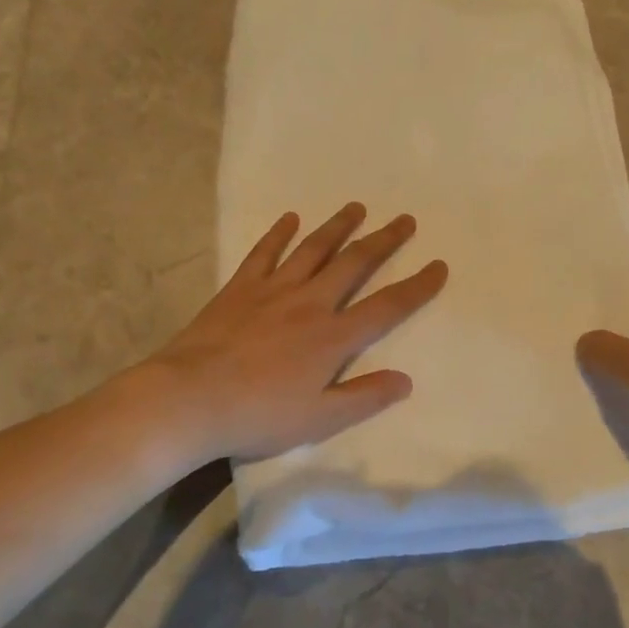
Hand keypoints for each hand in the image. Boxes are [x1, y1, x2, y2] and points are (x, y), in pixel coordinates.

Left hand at [127, 204, 447, 466]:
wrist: (190, 399)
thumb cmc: (258, 415)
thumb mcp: (319, 420)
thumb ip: (364, 397)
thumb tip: (406, 379)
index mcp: (333, 337)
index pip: (387, 306)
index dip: (417, 286)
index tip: (438, 265)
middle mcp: (310, 303)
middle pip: (355, 264)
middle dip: (384, 241)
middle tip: (405, 220)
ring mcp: (273, 290)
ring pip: (314, 249)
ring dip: (338, 227)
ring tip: (356, 207)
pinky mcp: (240, 288)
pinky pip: (264, 253)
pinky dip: (278, 234)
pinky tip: (289, 218)